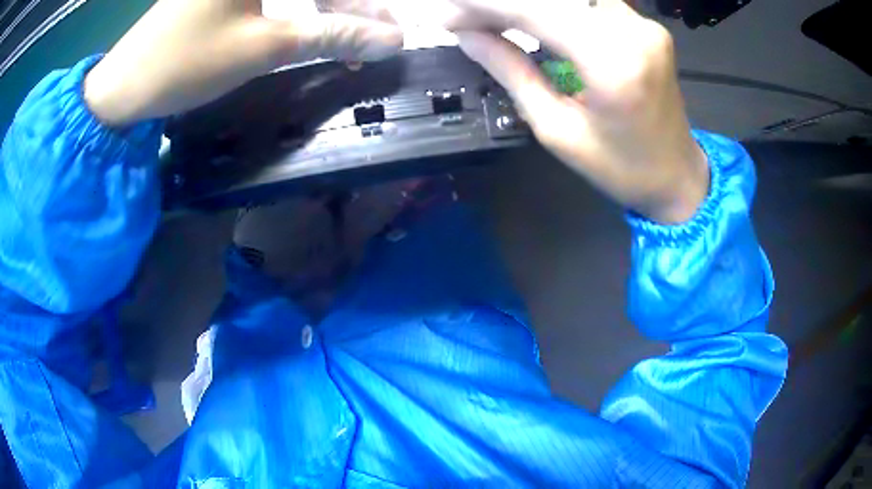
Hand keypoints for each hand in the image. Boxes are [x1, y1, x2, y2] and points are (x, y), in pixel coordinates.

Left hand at [84, 0, 402, 126]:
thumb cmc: (186, 63)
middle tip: (373, 39)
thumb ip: (331, 35)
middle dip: (350, 6)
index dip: (365, 4)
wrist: (124, 87)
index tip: (391, 30)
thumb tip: (391, 41)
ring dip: (328, 9)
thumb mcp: (263, 47)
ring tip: (347, 42)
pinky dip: (300, 8)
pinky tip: (311, 27)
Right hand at [446, 0, 708, 223]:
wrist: (677, 175)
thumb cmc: (620, 168)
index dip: (484, 5)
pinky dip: (553, 5)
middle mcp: (634, 30)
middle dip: (500, 1)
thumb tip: (468, 36)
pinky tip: (527, 15)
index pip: (536, 9)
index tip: (446, 13)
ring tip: (490, 16)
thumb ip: (512, 72)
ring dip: (526, 1)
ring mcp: (643, 23)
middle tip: (462, 13)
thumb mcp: (557, 130)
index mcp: (613, 63)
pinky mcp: (644, 24)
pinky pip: (589, 1)